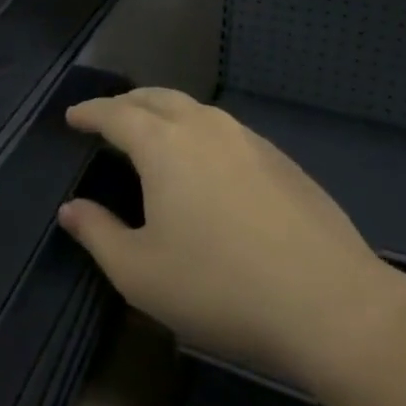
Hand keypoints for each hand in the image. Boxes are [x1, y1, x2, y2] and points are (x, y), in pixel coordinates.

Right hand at [58, 89, 405, 390]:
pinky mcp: (283, 161)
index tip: (73, 117)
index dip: (89, 112)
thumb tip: (71, 209)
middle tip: (109, 118)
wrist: (334, 307)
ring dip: (165, 113)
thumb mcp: (140, 273)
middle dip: (126, 102)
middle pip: (156, 98)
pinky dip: (201, 133)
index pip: (115, 113)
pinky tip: (207, 164)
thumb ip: (97, 234)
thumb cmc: (221, 287)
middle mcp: (204, 127)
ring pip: (195, 110)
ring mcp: (249, 140)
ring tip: (155, 135)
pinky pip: (226, 131)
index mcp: (162, 144)